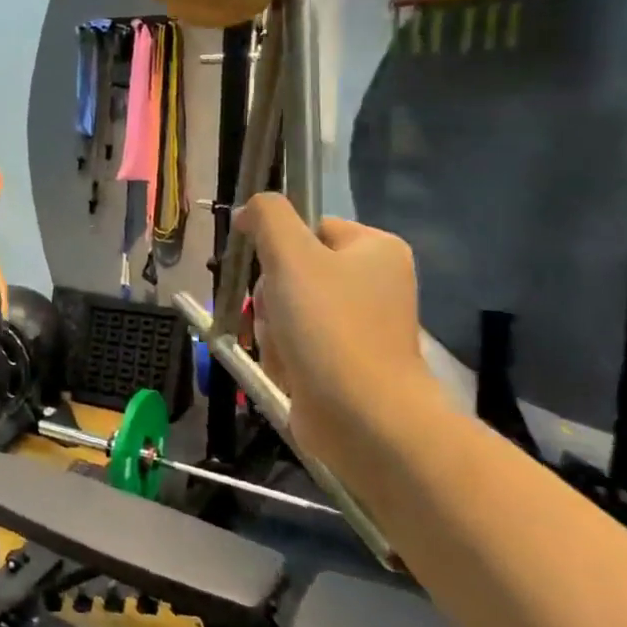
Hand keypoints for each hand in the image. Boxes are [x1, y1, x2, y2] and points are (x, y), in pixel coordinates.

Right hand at [233, 194, 438, 452]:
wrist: (363, 416)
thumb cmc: (329, 326)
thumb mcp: (290, 255)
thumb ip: (268, 217)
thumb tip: (250, 209)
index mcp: (375, 249)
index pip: (308, 227)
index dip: (276, 245)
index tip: (263, 268)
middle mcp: (375, 282)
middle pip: (292, 270)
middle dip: (270, 295)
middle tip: (276, 313)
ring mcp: (361, 325)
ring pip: (287, 308)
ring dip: (271, 326)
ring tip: (283, 347)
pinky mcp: (346, 361)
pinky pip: (296, 342)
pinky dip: (283, 353)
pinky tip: (289, 369)